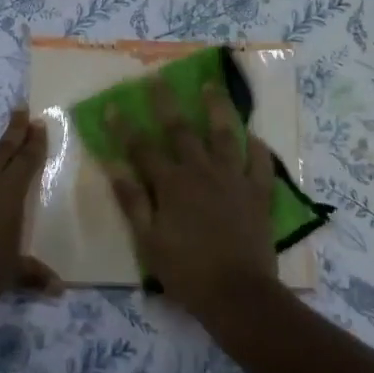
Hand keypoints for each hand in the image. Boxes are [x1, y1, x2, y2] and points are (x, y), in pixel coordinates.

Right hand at [108, 79, 281, 318]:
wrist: (238, 294)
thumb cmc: (186, 271)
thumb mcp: (148, 240)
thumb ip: (132, 200)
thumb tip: (113, 165)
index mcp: (171, 184)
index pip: (142, 148)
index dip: (125, 126)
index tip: (113, 105)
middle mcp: (201, 172)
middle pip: (181, 130)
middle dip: (166, 102)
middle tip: (158, 78)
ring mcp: (233, 180)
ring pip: (224, 135)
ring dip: (216, 108)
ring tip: (210, 86)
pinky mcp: (258, 193)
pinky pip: (259, 163)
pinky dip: (257, 147)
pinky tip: (253, 135)